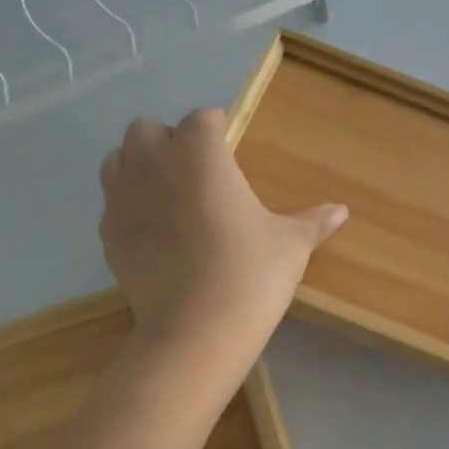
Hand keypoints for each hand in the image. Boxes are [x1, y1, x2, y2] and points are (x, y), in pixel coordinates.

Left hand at [99, 108, 346, 363]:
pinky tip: (152, 233)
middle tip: (197, 174)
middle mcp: (154, 163)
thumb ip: (312, 221)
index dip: (217, 131)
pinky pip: (111, 204)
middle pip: (148, 130)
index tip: (231, 151)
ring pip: (118, 160)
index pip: (203, 119)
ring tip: (168, 196)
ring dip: (139, 167)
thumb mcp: (290, 244)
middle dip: (169, 142)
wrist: (196, 330)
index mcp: (200, 152)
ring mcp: (123, 198)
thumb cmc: (250, 272)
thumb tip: (341, 211)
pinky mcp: (107, 234)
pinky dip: (128, 207)